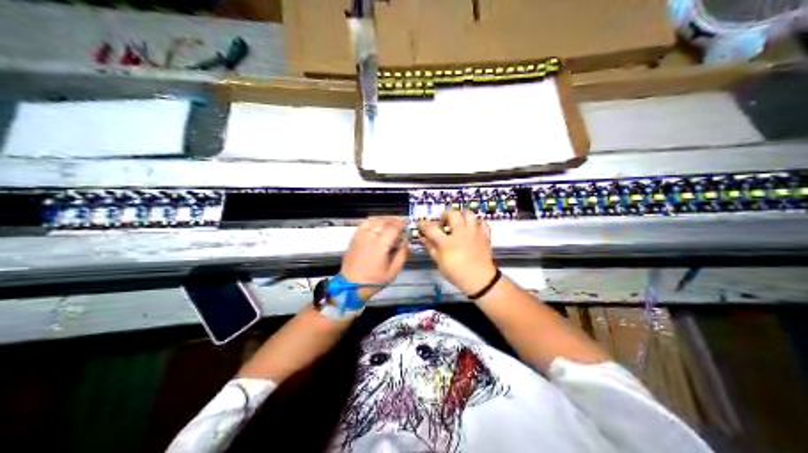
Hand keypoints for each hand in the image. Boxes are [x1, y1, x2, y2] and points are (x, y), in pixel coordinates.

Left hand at [339, 216, 407, 301]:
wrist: (351, 285)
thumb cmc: (374, 281)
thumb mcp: (393, 271)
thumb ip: (402, 254)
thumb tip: (405, 242)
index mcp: (381, 245)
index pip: (393, 227)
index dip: (401, 224)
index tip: (406, 225)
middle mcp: (370, 237)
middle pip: (384, 221)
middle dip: (394, 220)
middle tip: (400, 223)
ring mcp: (360, 236)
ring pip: (373, 220)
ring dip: (383, 219)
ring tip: (390, 223)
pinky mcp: (354, 238)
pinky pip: (364, 224)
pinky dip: (372, 221)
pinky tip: (377, 224)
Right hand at [416, 212, 499, 295]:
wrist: (480, 280)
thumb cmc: (457, 274)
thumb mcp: (440, 263)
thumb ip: (431, 248)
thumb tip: (424, 238)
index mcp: (447, 242)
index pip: (431, 228)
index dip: (423, 225)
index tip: (420, 225)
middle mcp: (461, 233)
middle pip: (452, 214)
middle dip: (445, 215)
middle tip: (443, 222)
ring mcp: (474, 232)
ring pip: (469, 214)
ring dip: (462, 215)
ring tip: (459, 222)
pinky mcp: (485, 235)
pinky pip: (482, 223)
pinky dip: (476, 224)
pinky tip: (472, 230)